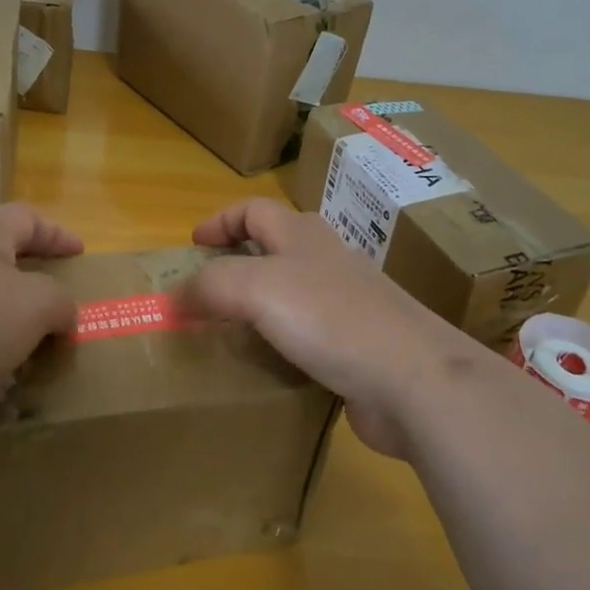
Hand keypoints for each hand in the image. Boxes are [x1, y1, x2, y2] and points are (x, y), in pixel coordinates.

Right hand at [181, 197, 485, 459]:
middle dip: (239, 262)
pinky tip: (267, 367)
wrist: (415, 379)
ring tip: (227, 333)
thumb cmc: (332, 318)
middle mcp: (326, 263)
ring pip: (292, 294)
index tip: (192, 246)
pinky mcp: (357, 348)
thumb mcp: (258, 288)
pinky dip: (281, 345)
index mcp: (303, 236)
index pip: (254, 210)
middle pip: (275, 248)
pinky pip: (308, 337)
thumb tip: (173, 297)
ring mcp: (347, 306)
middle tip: (206, 292)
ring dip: (258, 308)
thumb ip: (211, 286)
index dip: (220, 221)